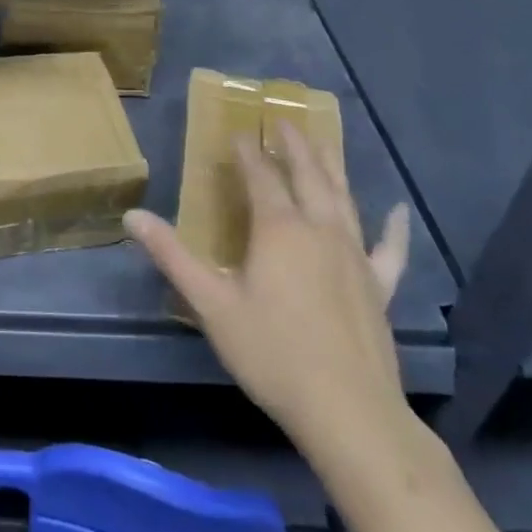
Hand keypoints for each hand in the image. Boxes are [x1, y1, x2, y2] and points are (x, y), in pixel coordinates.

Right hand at [126, 124, 411, 456]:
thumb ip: (172, 256)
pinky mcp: (379, 286)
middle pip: (308, 175)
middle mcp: (320, 230)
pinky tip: (399, 212)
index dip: (247, 152)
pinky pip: (388, 249)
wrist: (349, 412)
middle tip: (283, 119)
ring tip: (323, 142)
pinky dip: (394, 228)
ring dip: (331, 167)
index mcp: (279, 229)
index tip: (237, 131)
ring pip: (343, 198)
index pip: (260, 176)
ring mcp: (355, 256)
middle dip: (293, 145)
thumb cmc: (272, 353)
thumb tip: (132, 216)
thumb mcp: (211, 304)